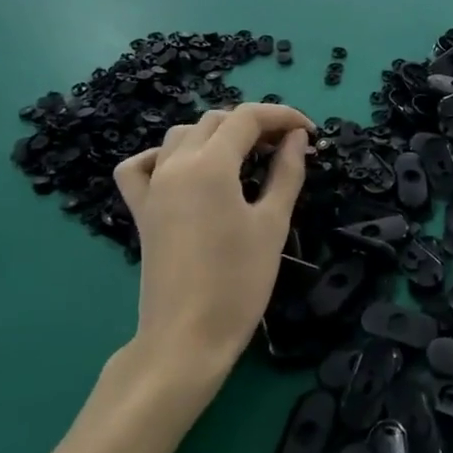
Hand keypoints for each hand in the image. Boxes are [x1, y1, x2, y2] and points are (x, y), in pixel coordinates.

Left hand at [109, 104, 314, 400]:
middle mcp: (175, 165)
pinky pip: (141, 166)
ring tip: (248, 157)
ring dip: (217, 135)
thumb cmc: (239, 280)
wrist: (188, 336)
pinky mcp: (141, 209)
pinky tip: (185, 169)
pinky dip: (163, 155)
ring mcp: (153, 186)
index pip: (248, 118)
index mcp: (210, 165)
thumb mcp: (273, 223)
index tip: (311, 132)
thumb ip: (286, 172)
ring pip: (182, 135)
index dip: (283, 116)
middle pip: (216, 121)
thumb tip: (296, 137)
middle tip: (288, 147)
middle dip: (255, 124)